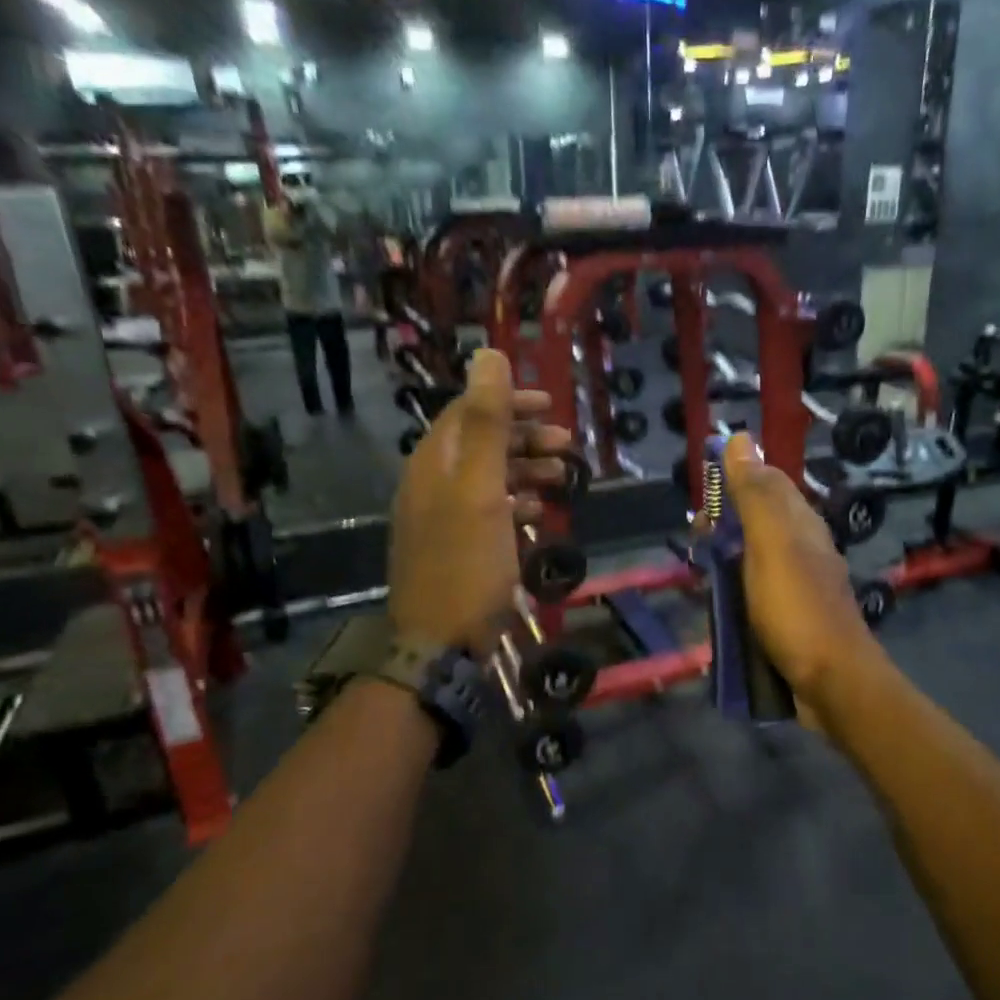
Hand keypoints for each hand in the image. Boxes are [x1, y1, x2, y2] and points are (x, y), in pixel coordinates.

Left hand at [390, 350, 569, 654]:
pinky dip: (516, 504)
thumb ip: (486, 424)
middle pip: (480, 444)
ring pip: (488, 479)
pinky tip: (539, 513)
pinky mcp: (456, 548)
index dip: (508, 401)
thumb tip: (488, 355)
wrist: (440, 643)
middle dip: (524, 438)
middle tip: (567, 445)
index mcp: (433, 464)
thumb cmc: (466, 563)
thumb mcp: (480, 490)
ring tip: (563, 478)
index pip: (468, 412)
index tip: (550, 405)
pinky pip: (489, 512)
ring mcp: (442, 519)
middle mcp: (432, 484)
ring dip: (526, 471)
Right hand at [722, 433, 879, 706]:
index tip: (703, 504)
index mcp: (801, 524)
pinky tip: (722, 608)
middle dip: (725, 528)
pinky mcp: (792, 616)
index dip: (734, 482)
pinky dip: (737, 594)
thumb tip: (740, 439)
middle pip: (758, 521)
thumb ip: (755, 495)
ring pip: (755, 559)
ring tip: (704, 580)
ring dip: (727, 563)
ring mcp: (799, 584)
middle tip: (700, 549)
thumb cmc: (797, 609)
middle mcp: (803, 547)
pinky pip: (757, 592)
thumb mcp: (771, 545)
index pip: (767, 482)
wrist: (832, 682)